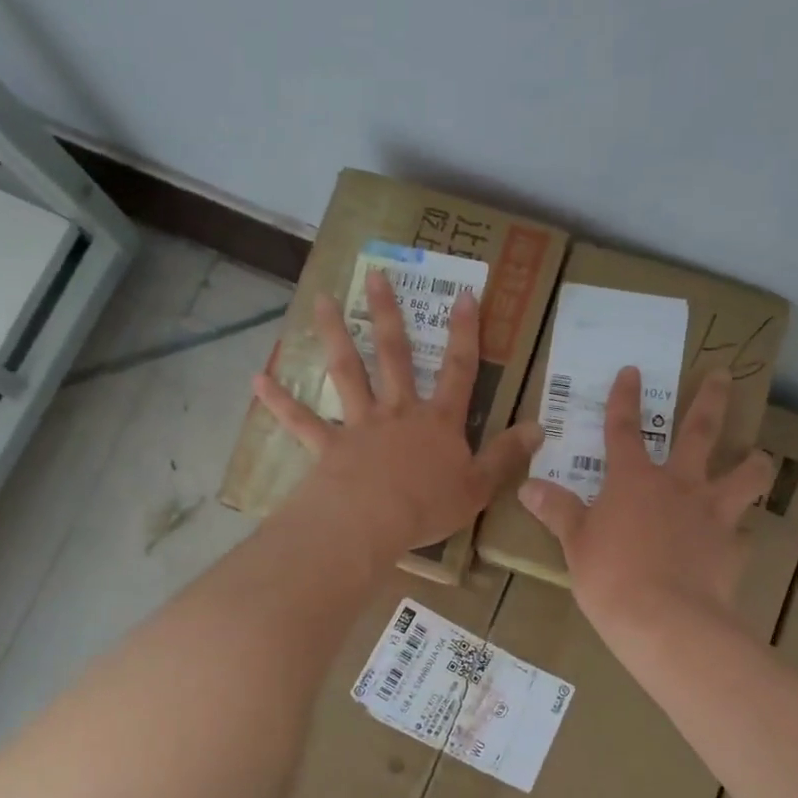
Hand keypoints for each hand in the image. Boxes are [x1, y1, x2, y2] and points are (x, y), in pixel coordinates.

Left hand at [254, 271, 542, 558]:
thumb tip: (539, 426)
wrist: (373, 523)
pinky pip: (302, 421)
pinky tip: (258, 379)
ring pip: (347, 372)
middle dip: (389, 314)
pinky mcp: (329, 446)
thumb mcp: (480, 486)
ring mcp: (360, 425)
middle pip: (395, 355)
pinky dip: (280, 402)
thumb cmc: (429, 506)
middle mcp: (398, 412)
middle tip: (377, 275)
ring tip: (323, 301)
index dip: (465, 332)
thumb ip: (508, 455)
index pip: (459, 369)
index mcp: (438, 421)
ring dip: (335, 335)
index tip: (464, 293)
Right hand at [520, 366, 772, 631]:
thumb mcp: (575, 544)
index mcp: (634, 480)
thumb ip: (557, 511)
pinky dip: (740, 534)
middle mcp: (679, 485)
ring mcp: (712, 513)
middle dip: (711, 400)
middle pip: (699, 432)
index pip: (624, 429)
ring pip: (745, 475)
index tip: (632, 370)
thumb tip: (526, 487)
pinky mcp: (733, 547)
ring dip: (754, 463)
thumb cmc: (611, 577)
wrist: (666, 621)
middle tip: (724, 375)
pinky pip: (743, 534)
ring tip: (759, 457)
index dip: (625, 398)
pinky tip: (738, 542)